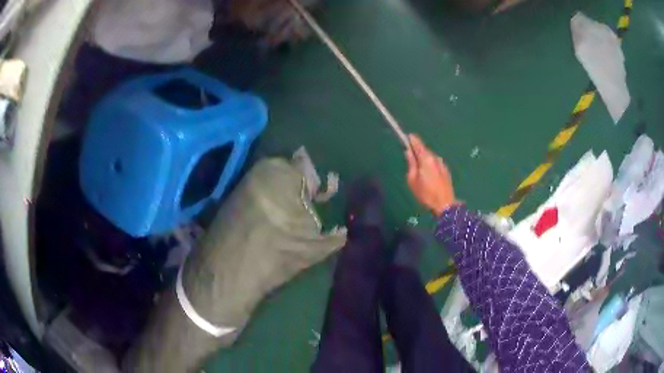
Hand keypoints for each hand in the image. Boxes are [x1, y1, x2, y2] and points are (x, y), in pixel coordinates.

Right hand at [405, 134, 456, 215]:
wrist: (445, 205)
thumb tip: (408, 152)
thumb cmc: (426, 194)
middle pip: (424, 150)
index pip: (418, 143)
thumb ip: (411, 164)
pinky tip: (428, 175)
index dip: (412, 139)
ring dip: (424, 159)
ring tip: (419, 170)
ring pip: (430, 157)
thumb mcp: (412, 180)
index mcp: (426, 159)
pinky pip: (435, 163)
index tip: (407, 136)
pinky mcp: (446, 170)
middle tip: (410, 157)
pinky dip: (430, 165)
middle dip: (417, 151)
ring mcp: (442, 164)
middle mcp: (435, 158)